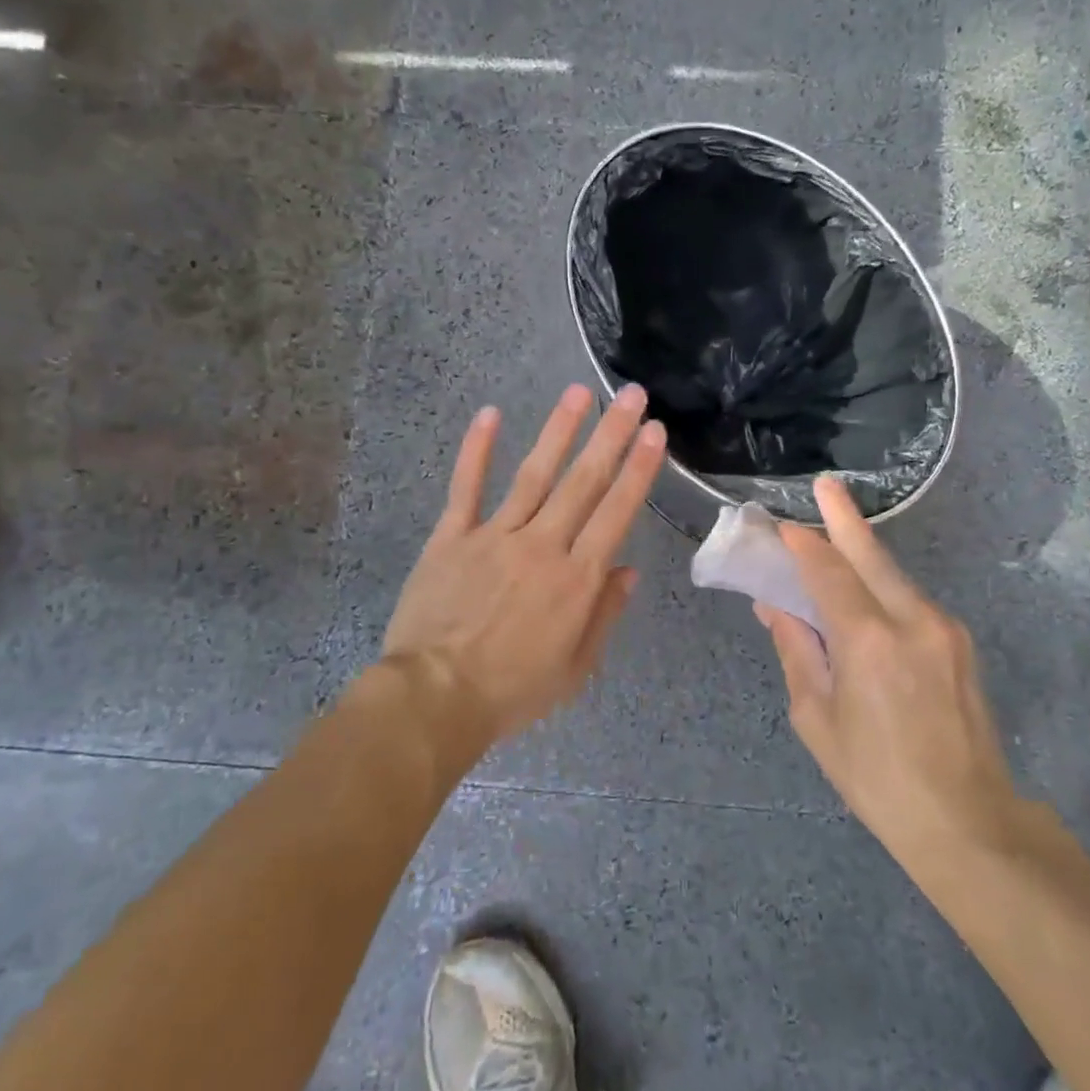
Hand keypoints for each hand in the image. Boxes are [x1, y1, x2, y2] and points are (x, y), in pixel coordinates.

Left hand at [382, 383, 665, 748]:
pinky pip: (466, 488)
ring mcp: (494, 536)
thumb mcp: (575, 669)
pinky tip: (490, 414)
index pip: (615, 513)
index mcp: (576, 579)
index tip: (654, 432)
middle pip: (582, 482)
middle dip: (611, 435)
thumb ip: (603, 615)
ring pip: (533, 475)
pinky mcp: (451, 538)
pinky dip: (477, 450)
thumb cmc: (511, 691)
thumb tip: (628, 571)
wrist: (435, 697)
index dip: (638, 470)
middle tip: (632, 395)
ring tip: (578, 392)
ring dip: (558, 430)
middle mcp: (541, 546)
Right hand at [755, 475, 1020, 879]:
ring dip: (864, 554)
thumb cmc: (877, 778)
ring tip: (837, 536)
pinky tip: (867, 594)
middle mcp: (912, 620)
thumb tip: (776, 607)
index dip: (803, 545)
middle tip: (826, 485)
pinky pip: (911, 601)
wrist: (968, 821)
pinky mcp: (960, 643)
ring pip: (895, 576)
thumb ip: (798, 652)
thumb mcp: (818, 719)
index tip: (782, 526)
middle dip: (845, 518)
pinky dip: (883, 588)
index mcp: (868, 641)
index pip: (827, 573)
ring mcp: (944, 628)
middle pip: (871, 555)